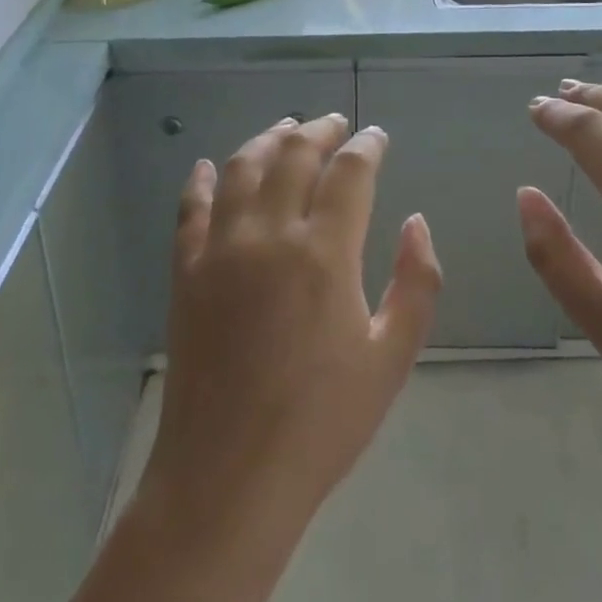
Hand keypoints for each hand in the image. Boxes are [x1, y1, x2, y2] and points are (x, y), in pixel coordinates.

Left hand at [141, 115, 441, 536]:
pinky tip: (206, 165)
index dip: (366, 146)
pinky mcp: (185, 273)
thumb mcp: (392, 357)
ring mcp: (220, 250)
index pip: (349, 172)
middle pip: (294, 155)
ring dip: (266, 139)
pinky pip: (189, 209)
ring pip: (241, 168)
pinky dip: (198, 180)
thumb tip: (416, 222)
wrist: (228, 478)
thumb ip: (416, 282)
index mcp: (325, 252)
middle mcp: (269, 234)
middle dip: (320, 130)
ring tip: (285, 128)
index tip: (376, 136)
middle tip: (335, 123)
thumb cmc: (322, 422)